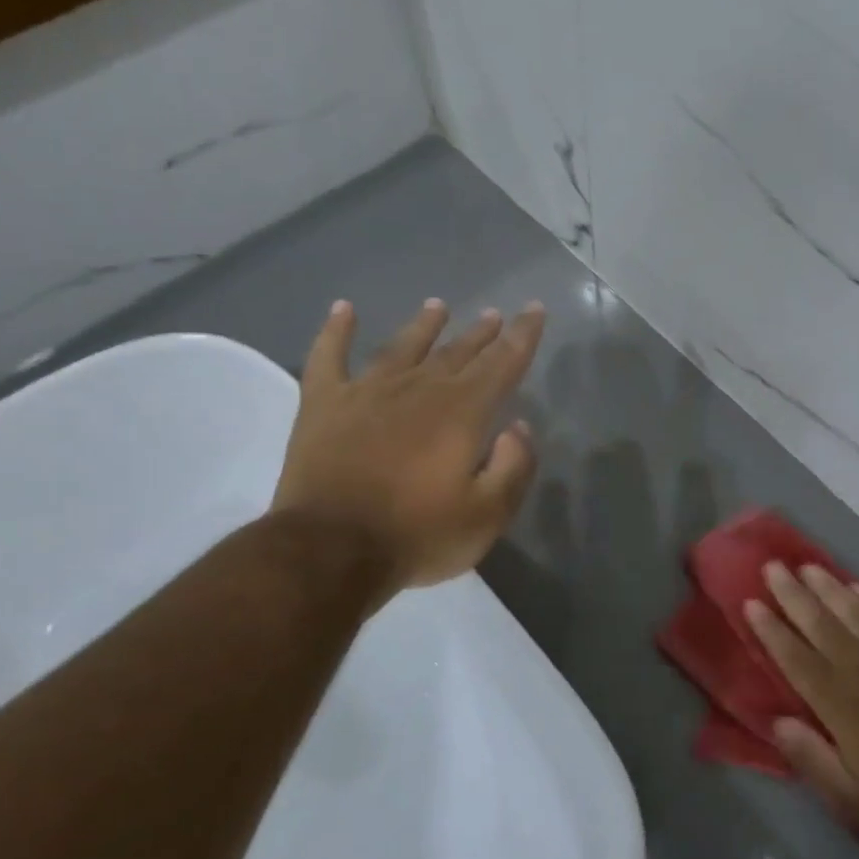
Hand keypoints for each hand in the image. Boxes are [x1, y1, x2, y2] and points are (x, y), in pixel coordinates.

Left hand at [272, 298, 545, 598]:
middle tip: (494, 314)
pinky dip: (335, 330)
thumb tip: (518, 427)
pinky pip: (328, 356)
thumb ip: (514, 466)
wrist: (328, 551)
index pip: (503, 362)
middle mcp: (418, 389)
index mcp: (462, 412)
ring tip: (438, 307)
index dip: (523, 335)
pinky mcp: (323, 405)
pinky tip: (343, 309)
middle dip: (481, 332)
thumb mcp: (488, 515)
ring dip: (424, 325)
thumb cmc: (417, 535)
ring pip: (402, 347)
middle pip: (457, 352)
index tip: (534, 309)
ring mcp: (366, 392)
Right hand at [745, 563, 858, 845]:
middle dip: (792, 594)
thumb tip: (776, 721)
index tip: (752, 602)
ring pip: (853, 610)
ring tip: (808, 567)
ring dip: (828, 587)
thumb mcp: (848, 795)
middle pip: (819, 623)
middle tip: (772, 567)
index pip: (795, 657)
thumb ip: (809, 756)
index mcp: (836, 701)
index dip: (771, 629)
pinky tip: (858, 586)